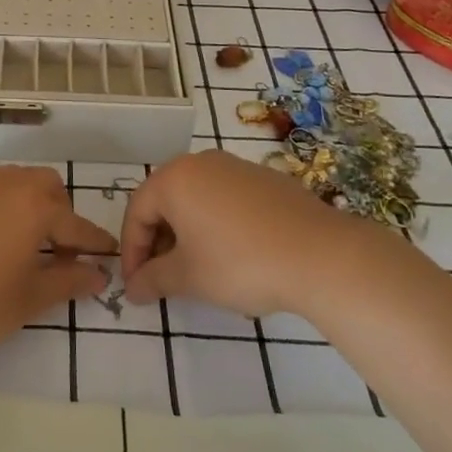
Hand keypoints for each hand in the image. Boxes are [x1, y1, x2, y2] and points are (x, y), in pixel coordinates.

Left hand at [0, 166, 115, 353]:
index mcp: (34, 207)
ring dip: (28, 204)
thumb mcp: (30, 298)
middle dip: (60, 211)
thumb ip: (68, 282)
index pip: (75, 224)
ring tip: (25, 242)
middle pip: (46, 186)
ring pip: (14, 182)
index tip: (108, 253)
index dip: (94, 242)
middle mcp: (7, 185)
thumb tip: (98, 274)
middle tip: (60, 248)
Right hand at [121, 150, 353, 318]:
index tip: (136, 285)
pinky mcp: (266, 180)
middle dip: (159, 241)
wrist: (320, 255)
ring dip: (188, 233)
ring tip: (198, 269)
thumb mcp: (189, 278)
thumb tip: (132, 289)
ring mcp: (236, 167)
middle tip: (162, 278)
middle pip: (166, 201)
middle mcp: (201, 163)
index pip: (137, 211)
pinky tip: (234, 256)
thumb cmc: (240, 263)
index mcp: (174, 179)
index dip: (132, 251)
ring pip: (197, 199)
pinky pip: (226, 200)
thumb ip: (154, 280)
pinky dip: (217, 224)